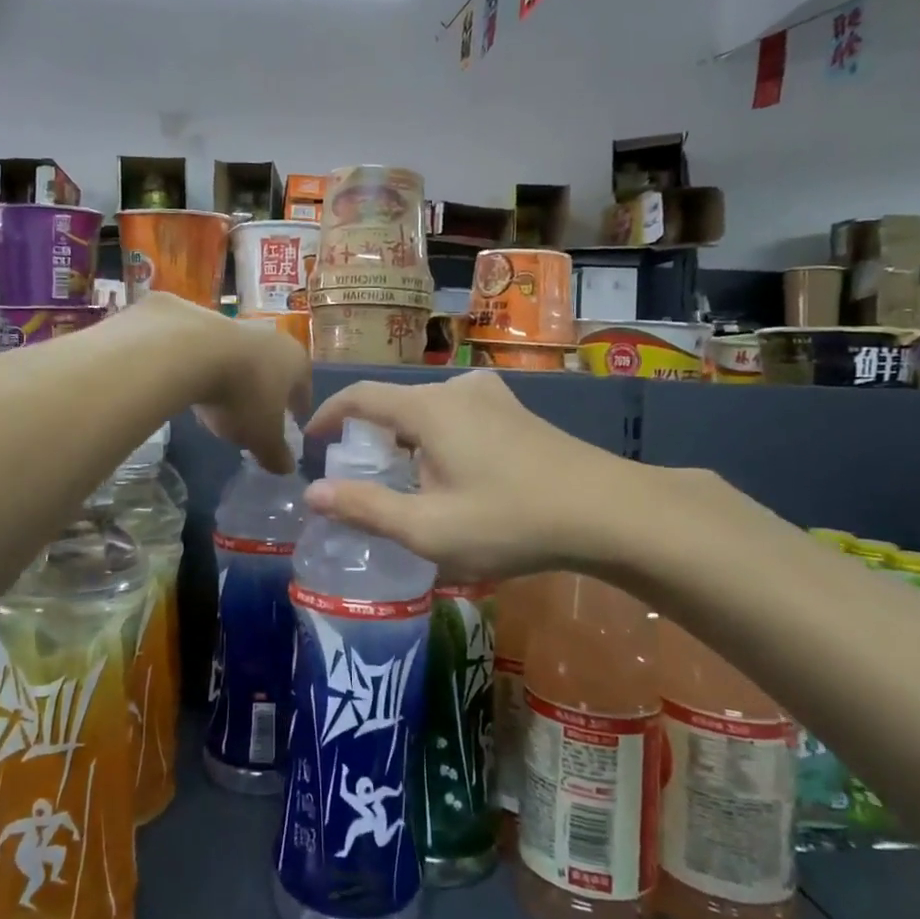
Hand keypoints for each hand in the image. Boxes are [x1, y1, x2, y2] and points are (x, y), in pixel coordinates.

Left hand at [127, 293, 310, 472]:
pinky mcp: (198, 319)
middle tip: (254, 414)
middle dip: (265, 390)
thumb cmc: (242, 396)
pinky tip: (190, 384)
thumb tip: (287, 468)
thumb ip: (276, 454)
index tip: (292, 421)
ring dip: (233, 376)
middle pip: (272, 368)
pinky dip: (203, 366)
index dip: (298, 407)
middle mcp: (271, 337)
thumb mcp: (262, 437)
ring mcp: (234, 324)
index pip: (304, 388)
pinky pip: (207, 351)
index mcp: (295, 361)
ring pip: (239, 357)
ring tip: (217, 402)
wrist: (189, 351)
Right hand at [303, 371, 662, 583]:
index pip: (360, 397)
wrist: (608, 511)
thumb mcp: (428, 528)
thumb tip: (313, 493)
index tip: (311, 439)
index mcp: (427, 409)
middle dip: (369, 436)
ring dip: (405, 440)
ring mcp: (492, 397)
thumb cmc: (509, 520)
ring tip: (405, 482)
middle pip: (395, 403)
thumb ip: (365, 509)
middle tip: (359, 477)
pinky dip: (437, 439)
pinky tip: (452, 476)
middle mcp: (455, 390)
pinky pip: (458, 416)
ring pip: (428, 411)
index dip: (329, 415)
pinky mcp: (516, 412)